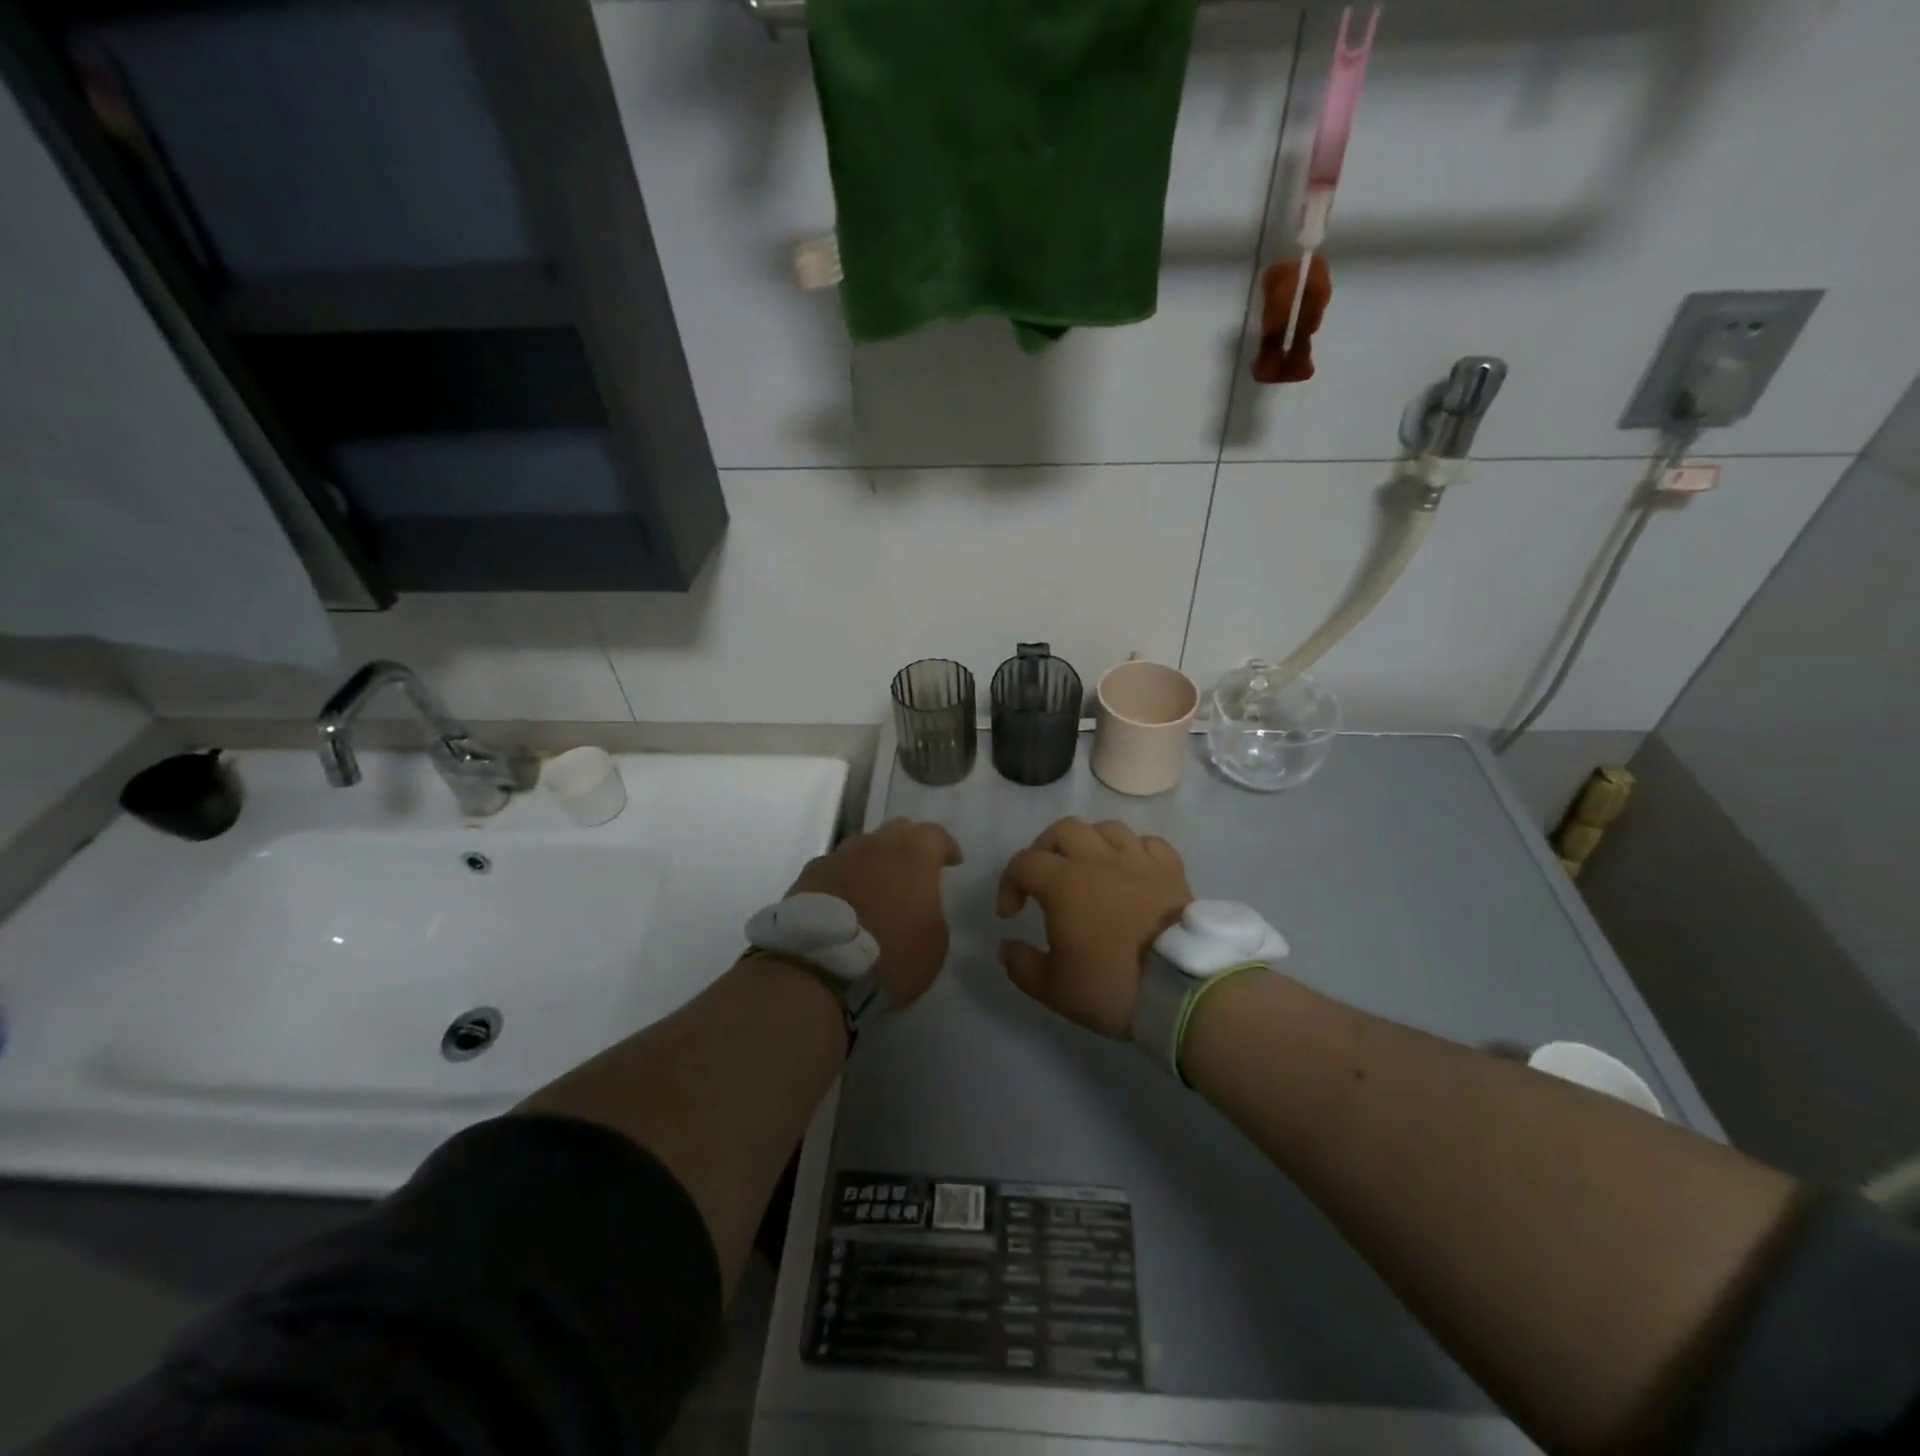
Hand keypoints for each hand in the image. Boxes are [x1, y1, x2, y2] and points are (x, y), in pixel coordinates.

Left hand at [787, 818, 962, 1006]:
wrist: (818, 969)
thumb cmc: (890, 955)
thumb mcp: (935, 942)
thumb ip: (932, 910)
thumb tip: (920, 903)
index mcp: (912, 856)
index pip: (935, 834)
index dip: (946, 847)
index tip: (951, 864)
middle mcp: (874, 846)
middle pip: (897, 830)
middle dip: (909, 845)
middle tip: (914, 871)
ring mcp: (837, 858)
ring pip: (862, 847)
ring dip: (873, 861)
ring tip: (875, 887)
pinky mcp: (807, 877)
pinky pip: (834, 869)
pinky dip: (844, 880)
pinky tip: (844, 902)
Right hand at [995, 817, 1192, 1037]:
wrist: (1181, 990)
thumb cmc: (1111, 986)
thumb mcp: (1053, 988)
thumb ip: (1021, 965)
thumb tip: (1006, 946)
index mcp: (1064, 883)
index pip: (1024, 863)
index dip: (1009, 884)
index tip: (1011, 914)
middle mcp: (1098, 860)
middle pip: (1063, 830)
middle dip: (1045, 849)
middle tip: (1044, 878)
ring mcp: (1138, 861)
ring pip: (1107, 828)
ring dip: (1089, 843)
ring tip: (1088, 867)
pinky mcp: (1171, 870)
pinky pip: (1148, 843)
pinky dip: (1134, 850)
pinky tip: (1131, 869)